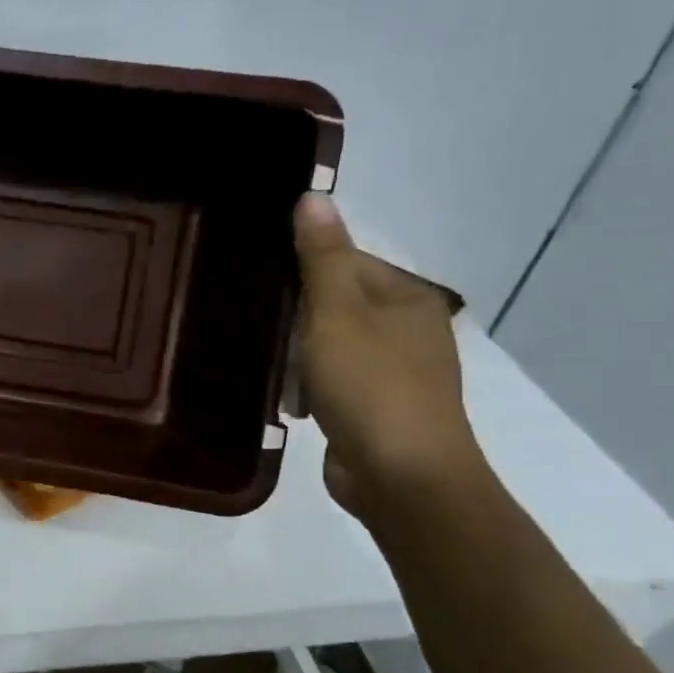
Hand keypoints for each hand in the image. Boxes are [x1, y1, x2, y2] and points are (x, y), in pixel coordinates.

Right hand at [293, 194, 483, 518]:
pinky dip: (312, 388)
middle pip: (336, 304)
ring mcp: (396, 372)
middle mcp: (408, 328)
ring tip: (277, 373)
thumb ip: (323, 256)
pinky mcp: (379, 409)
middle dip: (298, 319)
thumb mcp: (337, 312)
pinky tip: (295, 403)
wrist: (402, 476)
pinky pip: (334, 381)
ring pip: (331, 345)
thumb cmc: (369, 385)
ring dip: (300, 358)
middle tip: (265, 332)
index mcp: (407, 297)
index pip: (346, 262)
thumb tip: (313, 196)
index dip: (303, 272)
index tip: (265, 289)